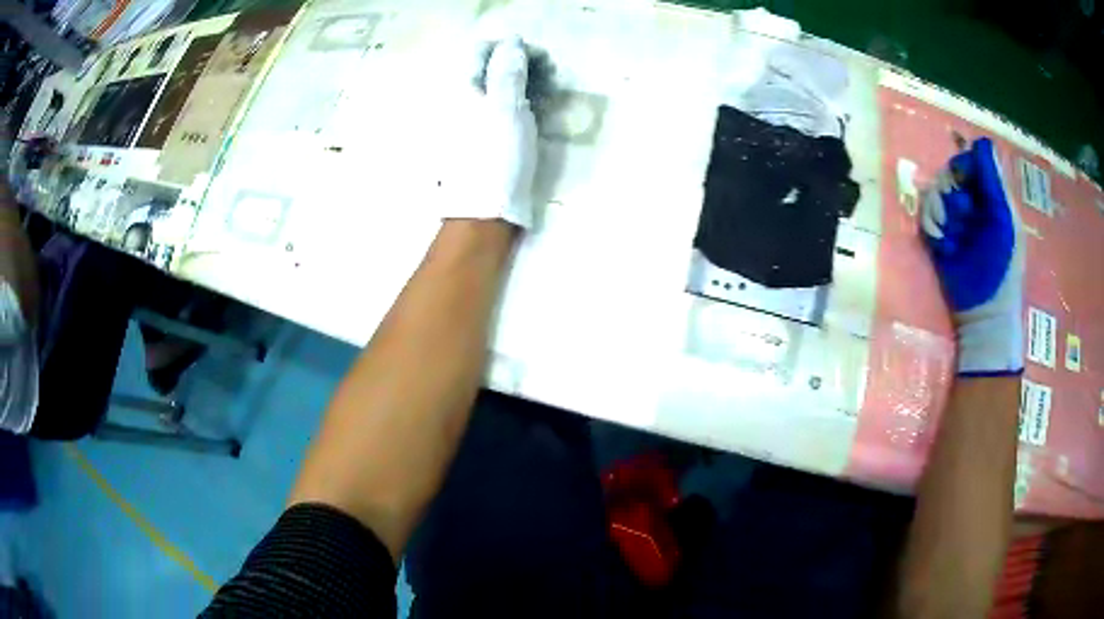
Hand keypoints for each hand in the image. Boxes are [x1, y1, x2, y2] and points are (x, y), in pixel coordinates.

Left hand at [442, 37, 537, 228]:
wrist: (485, 210)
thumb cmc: (495, 154)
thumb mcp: (505, 107)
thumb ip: (508, 70)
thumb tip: (512, 41)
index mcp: (463, 89)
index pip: (483, 51)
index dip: (511, 48)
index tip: (539, 58)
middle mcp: (467, 100)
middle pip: (494, 68)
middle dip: (524, 64)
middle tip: (551, 74)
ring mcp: (478, 120)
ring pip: (503, 88)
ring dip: (529, 83)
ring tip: (552, 91)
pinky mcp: (490, 138)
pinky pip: (507, 110)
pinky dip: (525, 104)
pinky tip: (542, 110)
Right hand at [921, 137, 1023, 375]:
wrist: (985, 315)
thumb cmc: (1003, 269)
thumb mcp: (1005, 223)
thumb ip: (996, 184)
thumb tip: (982, 143)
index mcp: (991, 197)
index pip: (971, 161)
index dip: (964, 165)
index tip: (963, 182)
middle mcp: (971, 203)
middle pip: (949, 172)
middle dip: (950, 190)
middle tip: (959, 215)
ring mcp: (954, 220)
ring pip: (934, 192)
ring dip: (939, 210)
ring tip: (950, 236)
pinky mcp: (938, 237)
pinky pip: (925, 215)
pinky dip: (931, 225)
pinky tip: (941, 243)